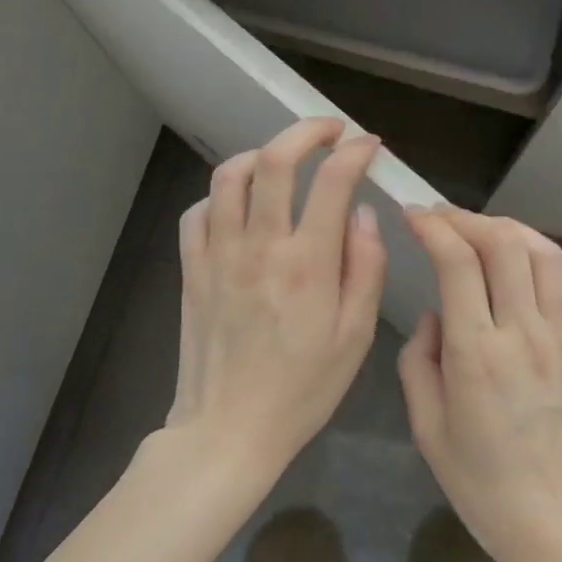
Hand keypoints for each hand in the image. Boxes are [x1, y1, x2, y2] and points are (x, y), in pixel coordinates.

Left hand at [169, 118, 386, 478]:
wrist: (228, 430)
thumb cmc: (302, 389)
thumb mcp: (356, 338)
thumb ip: (366, 269)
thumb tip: (365, 215)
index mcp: (308, 265)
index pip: (333, 182)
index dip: (355, 152)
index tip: (370, 146)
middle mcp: (260, 247)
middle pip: (274, 161)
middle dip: (306, 132)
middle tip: (329, 131)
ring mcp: (218, 255)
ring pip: (229, 175)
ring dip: (260, 154)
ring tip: (283, 161)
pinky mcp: (192, 269)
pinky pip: (198, 211)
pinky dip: (221, 195)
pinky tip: (240, 206)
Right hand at [397, 208, 561, 561]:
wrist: (559, 521)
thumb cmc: (483, 485)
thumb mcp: (427, 429)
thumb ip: (418, 362)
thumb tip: (433, 316)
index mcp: (477, 353)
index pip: (457, 262)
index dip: (433, 227)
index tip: (412, 216)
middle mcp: (521, 331)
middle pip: (502, 242)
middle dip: (464, 218)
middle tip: (437, 218)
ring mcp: (557, 334)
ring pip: (538, 251)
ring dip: (503, 227)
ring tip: (474, 230)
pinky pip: (560, 279)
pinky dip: (534, 252)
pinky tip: (514, 258)